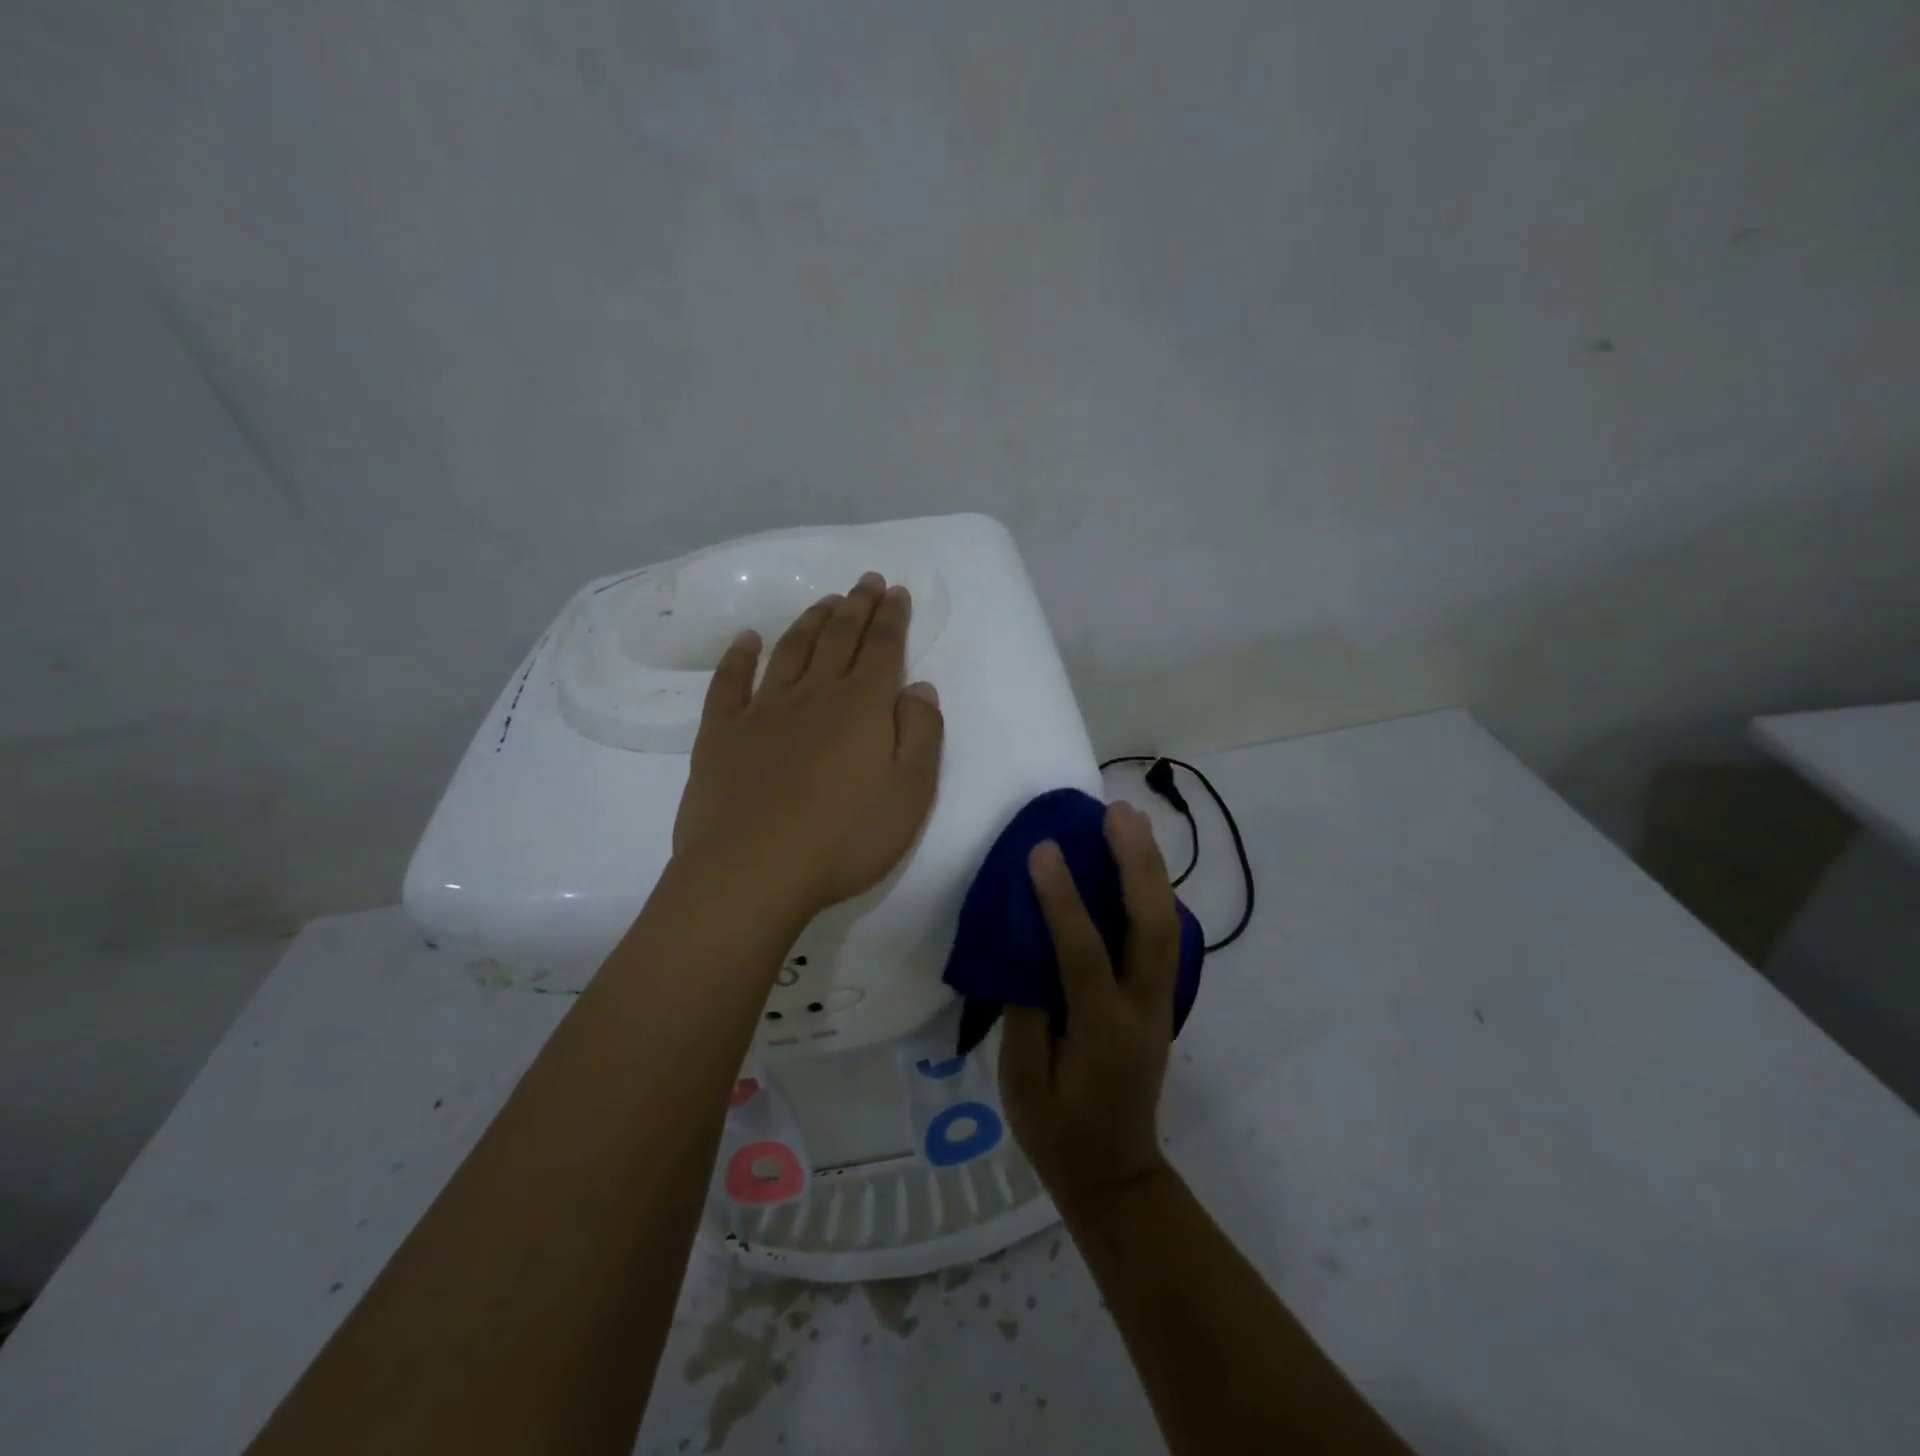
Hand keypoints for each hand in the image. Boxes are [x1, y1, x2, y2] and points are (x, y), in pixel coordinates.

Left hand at [671, 572, 944, 924]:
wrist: (752, 872)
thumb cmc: (844, 838)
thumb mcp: (911, 792)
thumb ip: (922, 733)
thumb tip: (919, 687)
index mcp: (862, 706)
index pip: (882, 648)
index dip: (891, 617)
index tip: (894, 590)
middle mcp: (813, 694)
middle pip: (838, 638)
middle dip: (856, 606)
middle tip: (864, 580)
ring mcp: (762, 710)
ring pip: (790, 651)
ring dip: (810, 621)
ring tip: (825, 602)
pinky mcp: (721, 733)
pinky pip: (729, 682)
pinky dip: (738, 655)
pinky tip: (747, 639)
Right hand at [999, 802, 1180, 1211]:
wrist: (1116, 1172)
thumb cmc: (1057, 1130)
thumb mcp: (1023, 1080)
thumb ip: (1026, 1006)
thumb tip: (1028, 941)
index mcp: (1102, 1032)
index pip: (1084, 955)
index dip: (1063, 900)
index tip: (1043, 850)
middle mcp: (1143, 1009)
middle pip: (1152, 926)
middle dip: (1136, 864)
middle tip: (1116, 813)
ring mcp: (1160, 1002)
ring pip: (1167, 924)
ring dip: (1152, 867)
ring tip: (1132, 819)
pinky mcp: (1161, 998)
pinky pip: (1162, 934)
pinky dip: (1153, 890)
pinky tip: (1139, 860)